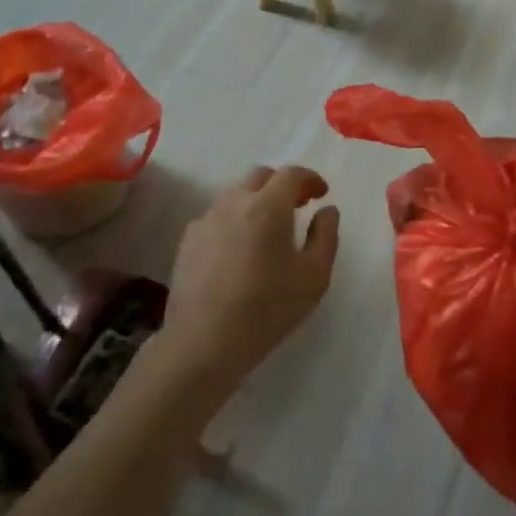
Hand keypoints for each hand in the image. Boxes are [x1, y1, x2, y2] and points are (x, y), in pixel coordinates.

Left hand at [159, 165, 339, 396]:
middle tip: (297, 206)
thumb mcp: (314, 276)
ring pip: (236, 195)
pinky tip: (239, 250)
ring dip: (257, 201)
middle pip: (261, 177)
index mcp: (268, 205)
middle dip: (282, 185)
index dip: (310, 179)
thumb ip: (326, 236)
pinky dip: (234, 221)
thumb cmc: (267, 308)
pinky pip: (217, 217)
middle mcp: (235, 202)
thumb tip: (327, 210)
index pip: (291, 174)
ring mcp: (207, 219)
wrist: (203, 341)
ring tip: (268, 229)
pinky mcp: (188, 240)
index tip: (321, 193)